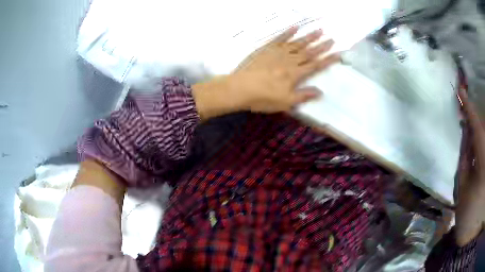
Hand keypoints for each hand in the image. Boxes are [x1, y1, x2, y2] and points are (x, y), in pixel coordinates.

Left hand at [193, 26, 339, 119]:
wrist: (240, 88)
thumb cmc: (263, 98)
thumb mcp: (285, 102)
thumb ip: (304, 95)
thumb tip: (321, 92)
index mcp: (295, 74)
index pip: (316, 65)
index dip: (328, 59)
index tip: (338, 53)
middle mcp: (290, 60)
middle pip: (309, 52)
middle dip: (322, 45)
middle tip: (332, 38)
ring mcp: (278, 53)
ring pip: (297, 43)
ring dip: (309, 36)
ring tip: (319, 30)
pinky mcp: (267, 49)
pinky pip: (279, 38)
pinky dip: (288, 32)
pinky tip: (295, 27)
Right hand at [455, 89, 484, 245]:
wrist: (470, 234)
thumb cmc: (467, 213)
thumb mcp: (463, 185)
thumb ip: (465, 156)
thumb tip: (466, 132)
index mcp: (483, 161)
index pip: (476, 126)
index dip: (468, 107)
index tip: (460, 91)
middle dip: (476, 117)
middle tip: (466, 112)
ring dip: (481, 129)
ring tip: (472, 128)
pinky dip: (483, 141)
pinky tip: (477, 143)